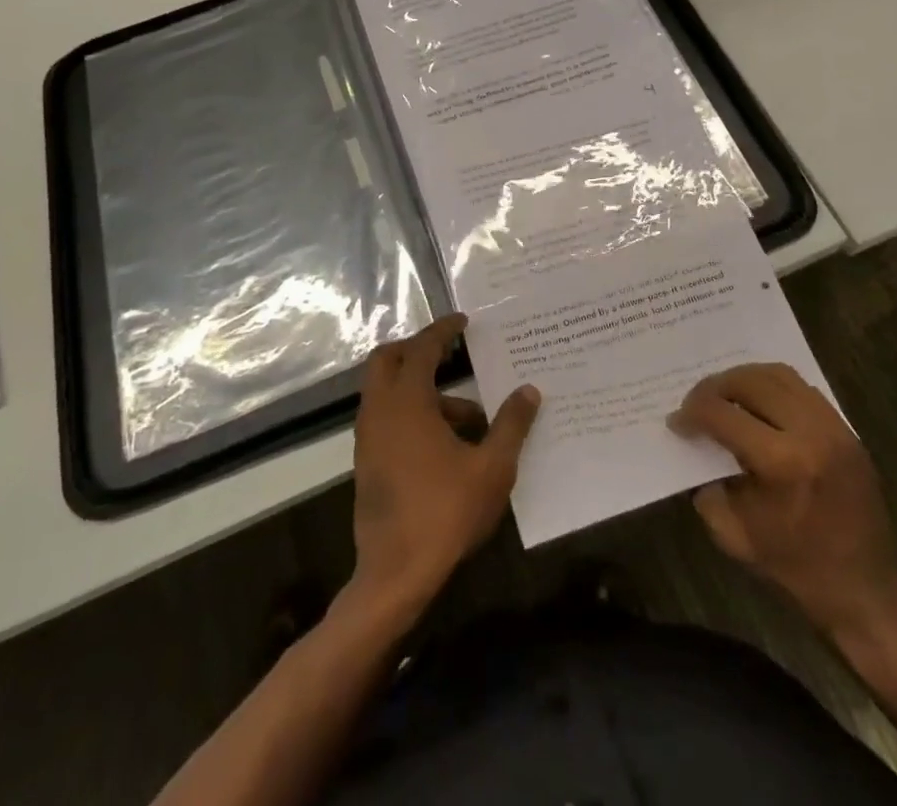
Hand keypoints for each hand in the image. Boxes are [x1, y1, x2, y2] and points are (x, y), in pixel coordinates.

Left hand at [347, 315, 539, 628]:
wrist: (395, 575)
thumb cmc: (445, 512)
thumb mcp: (492, 468)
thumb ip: (511, 424)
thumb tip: (529, 391)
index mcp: (406, 402)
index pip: (421, 348)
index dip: (442, 330)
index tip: (462, 321)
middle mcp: (380, 411)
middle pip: (387, 360)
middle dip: (417, 350)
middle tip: (450, 354)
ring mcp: (368, 438)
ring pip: (387, 392)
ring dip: (422, 390)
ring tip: (471, 417)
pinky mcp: (367, 462)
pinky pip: (387, 418)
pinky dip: (411, 413)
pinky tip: (448, 444)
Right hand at [670, 363, 896, 643]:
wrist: (866, 591)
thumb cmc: (797, 569)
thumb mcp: (736, 536)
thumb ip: (708, 488)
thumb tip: (697, 448)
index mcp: (782, 463)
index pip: (723, 414)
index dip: (692, 413)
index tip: (677, 422)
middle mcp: (810, 433)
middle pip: (750, 381)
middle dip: (715, 387)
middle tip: (697, 404)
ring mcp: (834, 427)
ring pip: (778, 375)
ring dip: (744, 379)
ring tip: (726, 397)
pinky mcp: (847, 429)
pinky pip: (802, 388)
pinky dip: (772, 387)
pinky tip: (759, 406)